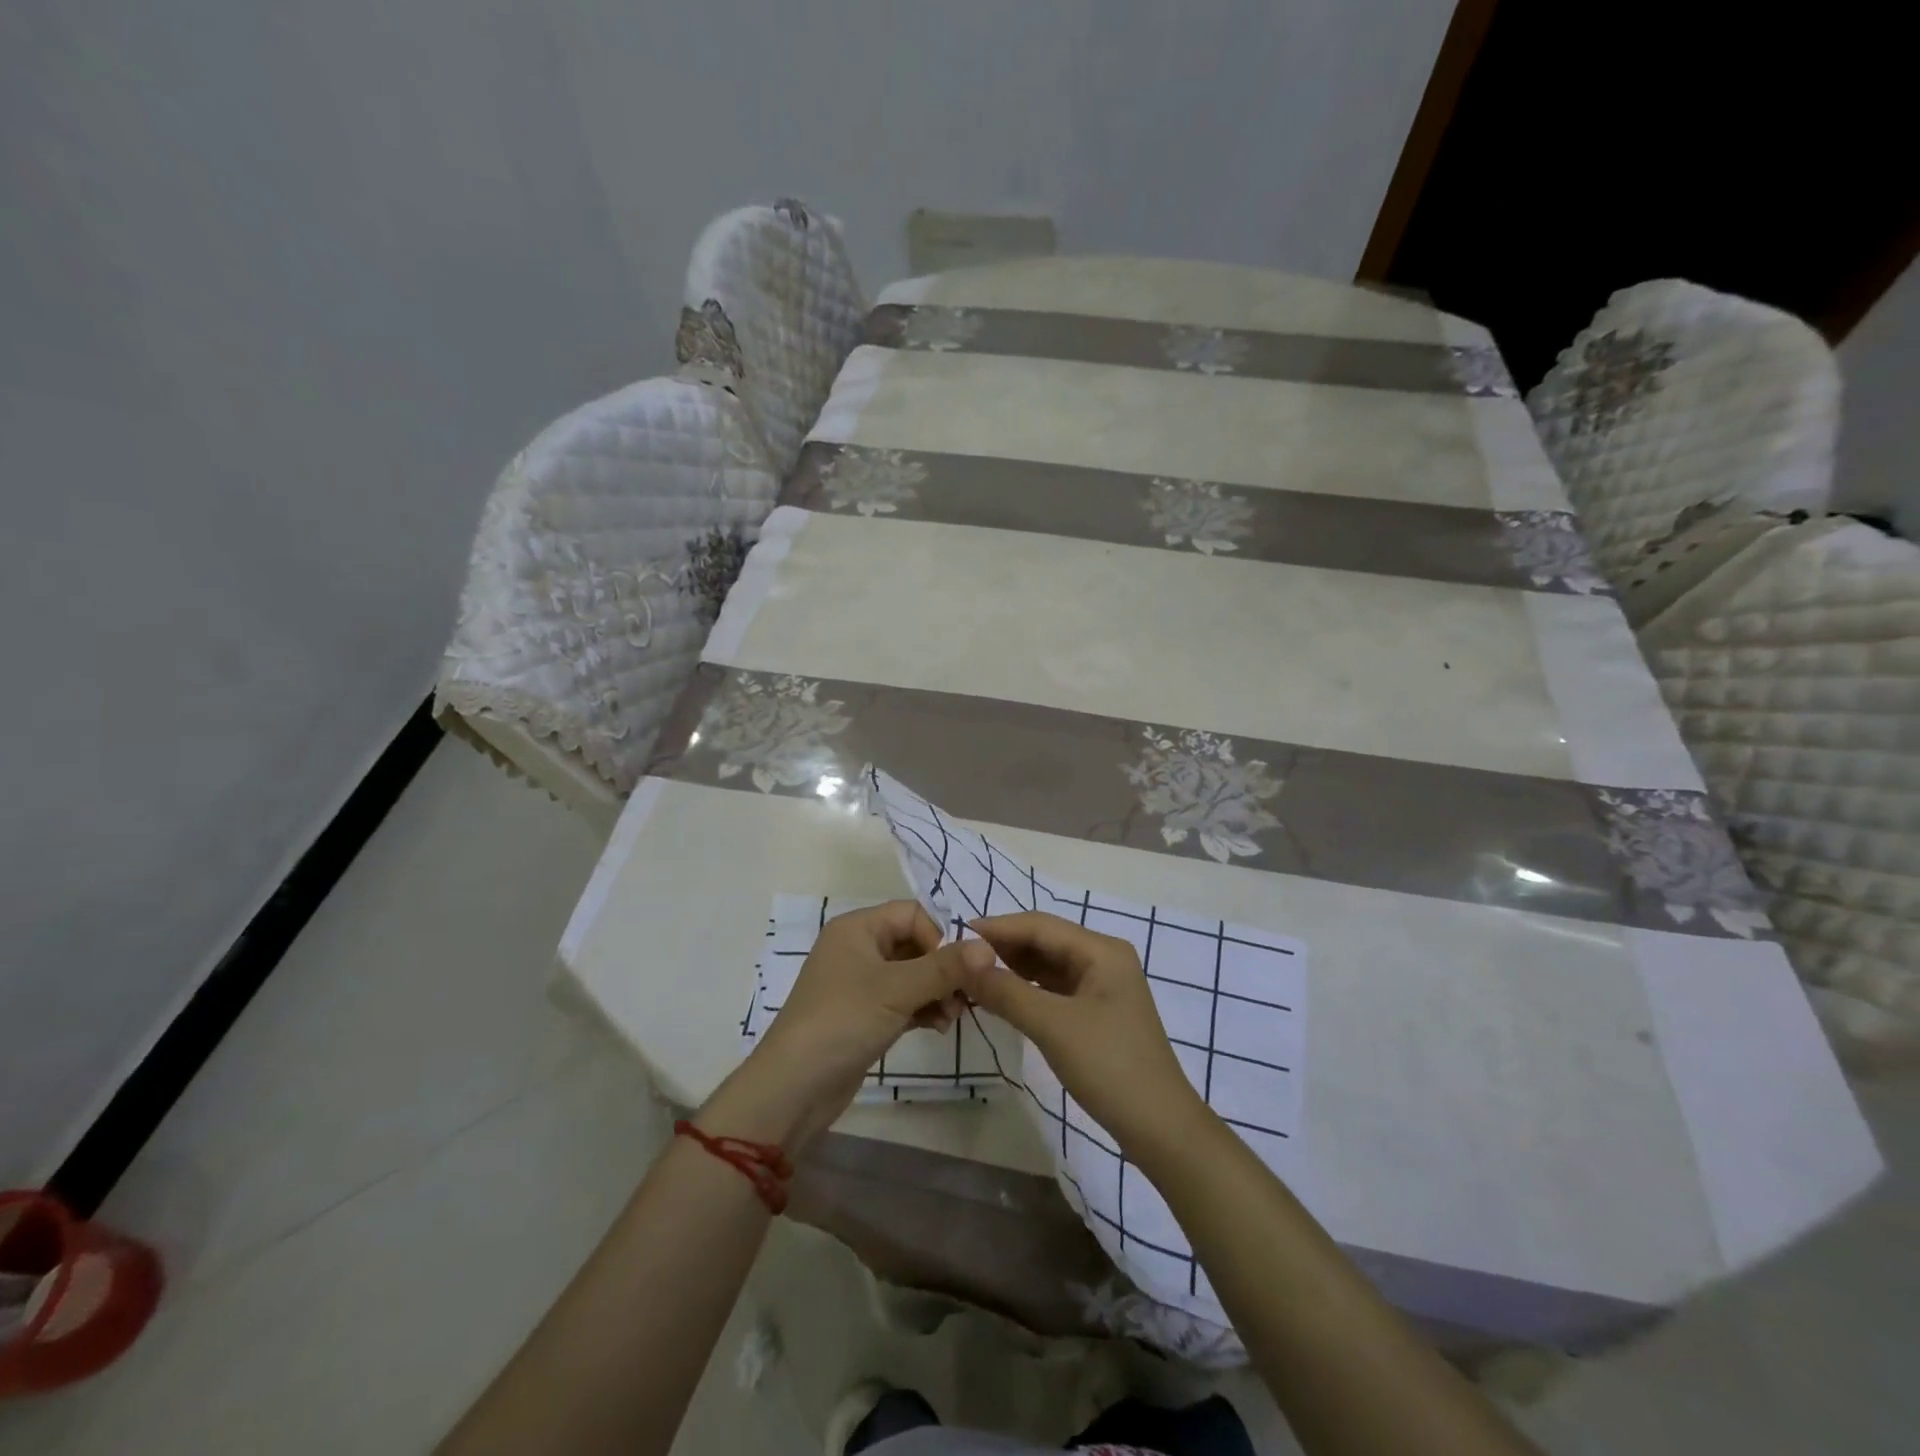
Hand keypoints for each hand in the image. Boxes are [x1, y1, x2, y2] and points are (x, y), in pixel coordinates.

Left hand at [706, 901, 992, 1150]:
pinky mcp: (865, 1014)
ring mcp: (861, 983)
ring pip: (913, 974)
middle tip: (966, 999)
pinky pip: (904, 999)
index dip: (939, 937)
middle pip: (915, 943)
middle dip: (944, 969)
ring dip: (938, 991)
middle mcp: (858, 948)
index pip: (912, 914)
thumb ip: (945, 967)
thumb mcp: (897, 990)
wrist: (794, 1088)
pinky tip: (939, 1027)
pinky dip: (924, 1008)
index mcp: (858, 928)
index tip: (956, 970)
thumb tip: (988, 947)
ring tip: (952, 1018)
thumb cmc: (843, 1021)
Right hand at [959, 912, 1204, 1147]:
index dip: (997, 928)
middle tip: (958, 960)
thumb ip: (1006, 991)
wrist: (1160, 1128)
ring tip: (972, 977)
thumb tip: (964, 960)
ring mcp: (1102, 986)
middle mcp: (1103, 958)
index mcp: (1101, 950)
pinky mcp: (1097, 1012)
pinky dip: (1026, 990)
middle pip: (1044, 942)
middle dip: (1003, 948)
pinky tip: (1001, 998)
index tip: (955, 935)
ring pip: (1047, 966)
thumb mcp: (1053, 1026)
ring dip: (1012, 970)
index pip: (1039, 925)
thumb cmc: (1109, 1066)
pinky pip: (1054, 989)